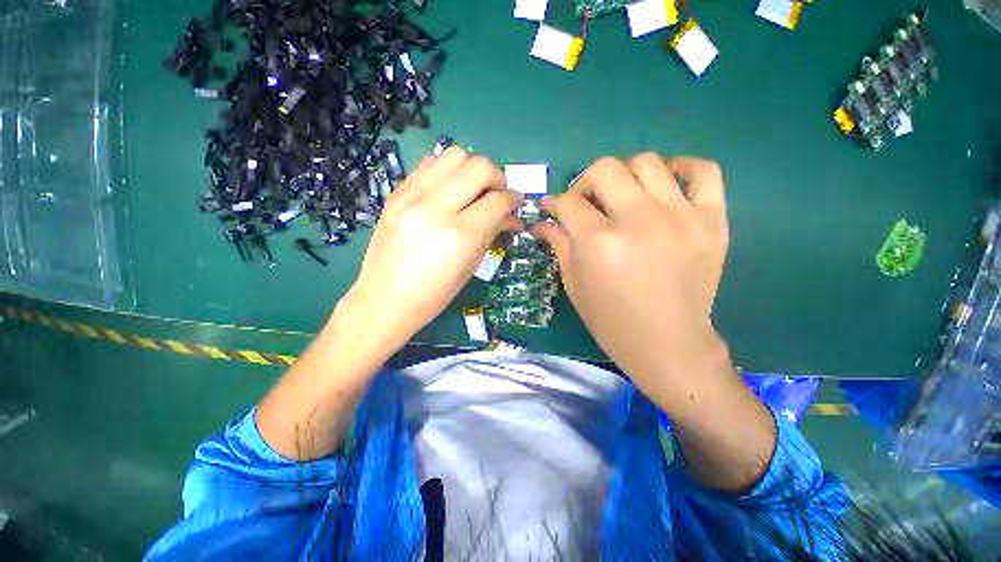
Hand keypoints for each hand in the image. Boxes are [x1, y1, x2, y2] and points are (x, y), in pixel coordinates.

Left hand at [341, 147, 522, 350]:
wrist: (384, 299)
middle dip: (496, 177)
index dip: (513, 200)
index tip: (516, 204)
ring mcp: (412, 197)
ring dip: (471, 168)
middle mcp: (435, 209)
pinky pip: (429, 164)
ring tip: (472, 189)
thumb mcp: (470, 267)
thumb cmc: (434, 294)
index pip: (497, 201)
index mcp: (459, 236)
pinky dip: (446, 171)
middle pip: (478, 166)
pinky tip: (448, 190)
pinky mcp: (396, 193)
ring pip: (453, 155)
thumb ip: (492, 233)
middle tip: (497, 193)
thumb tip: (512, 216)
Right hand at [534, 154, 728, 390]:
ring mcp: (680, 216)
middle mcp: (638, 220)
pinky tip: (667, 180)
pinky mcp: (712, 221)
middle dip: (585, 183)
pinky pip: (704, 172)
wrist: (668, 343)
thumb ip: (559, 244)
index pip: (569, 203)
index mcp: (599, 242)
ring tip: (622, 195)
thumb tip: (542, 222)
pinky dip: (684, 167)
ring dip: (625, 174)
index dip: (554, 203)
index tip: (551, 207)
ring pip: (647, 162)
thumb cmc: (611, 319)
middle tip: (585, 203)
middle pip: (605, 169)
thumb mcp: (574, 284)